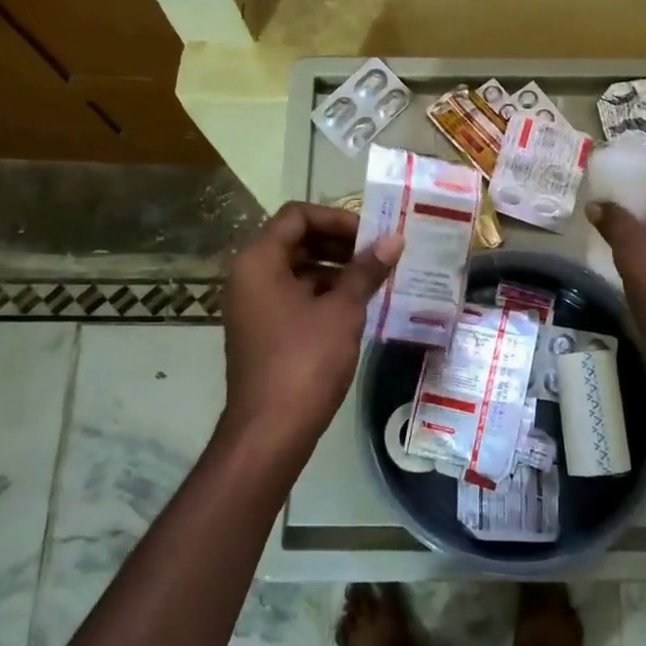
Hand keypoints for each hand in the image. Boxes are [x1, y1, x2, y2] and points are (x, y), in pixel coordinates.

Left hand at [221, 202, 401, 454]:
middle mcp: (249, 276)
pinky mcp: (264, 329)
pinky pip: (295, 296)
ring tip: (376, 279)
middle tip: (379, 254)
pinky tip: (358, 305)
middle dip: (340, 243)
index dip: (337, 218)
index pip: (297, 216)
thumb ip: (366, 270)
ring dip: (336, 269)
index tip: (371, 234)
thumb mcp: (342, 310)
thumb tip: (395, 239)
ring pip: (298, 270)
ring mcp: (254, 305)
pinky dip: (325, 293)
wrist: (271, 429)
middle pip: (296, 240)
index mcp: (259, 260)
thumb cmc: (305, 360)